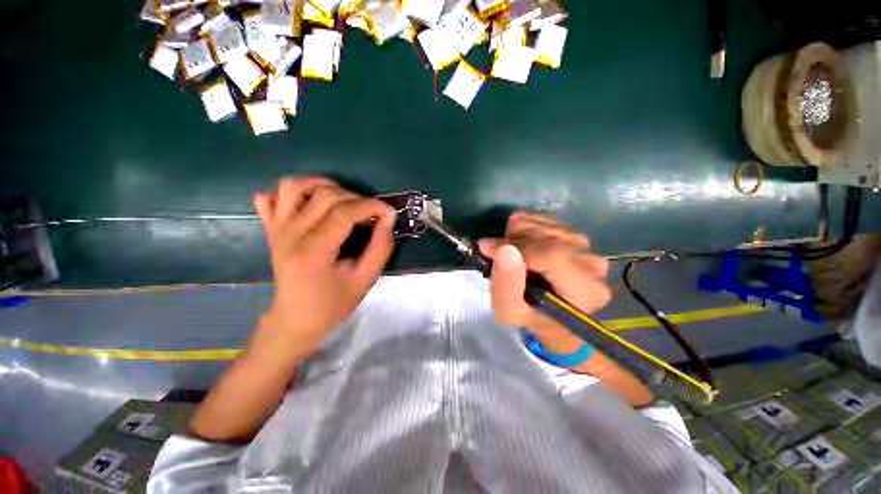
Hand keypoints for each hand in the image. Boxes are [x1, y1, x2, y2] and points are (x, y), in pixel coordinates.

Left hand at [253, 176, 395, 356]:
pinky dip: (292, 193)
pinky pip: (271, 196)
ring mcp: (276, 229)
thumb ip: (381, 247)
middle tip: (370, 213)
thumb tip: (388, 217)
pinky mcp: (270, 229)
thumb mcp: (365, 279)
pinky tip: (310, 204)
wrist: (295, 318)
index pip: (343, 213)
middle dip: (356, 197)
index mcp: (313, 252)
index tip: (388, 211)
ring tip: (343, 200)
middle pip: (324, 195)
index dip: (370, 206)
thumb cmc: (333, 304)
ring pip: (293, 186)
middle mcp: (289, 235)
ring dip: (323, 185)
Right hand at [479, 211, 610, 350]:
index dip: (517, 247)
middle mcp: (592, 264)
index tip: (487, 249)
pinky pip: (542, 218)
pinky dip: (522, 227)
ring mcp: (586, 246)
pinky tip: (519, 244)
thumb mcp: (510, 311)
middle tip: (497, 256)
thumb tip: (504, 249)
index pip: (552, 255)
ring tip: (509, 254)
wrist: (549, 313)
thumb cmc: (530, 317)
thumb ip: (506, 285)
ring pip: (543, 223)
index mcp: (585, 290)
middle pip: (547, 236)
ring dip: (515, 234)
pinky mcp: (574, 234)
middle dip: (513, 241)